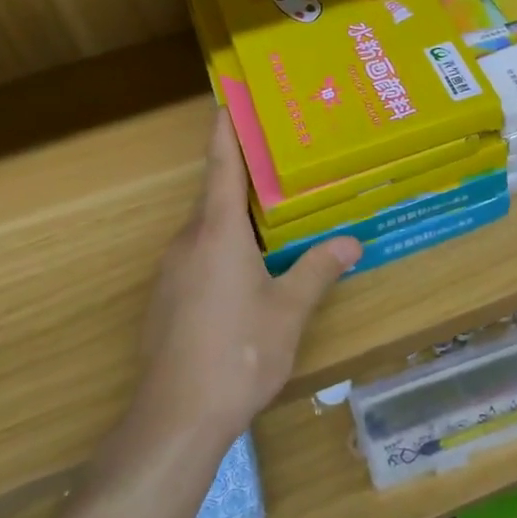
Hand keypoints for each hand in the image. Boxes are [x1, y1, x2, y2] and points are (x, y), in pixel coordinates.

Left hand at [137, 111, 360, 446]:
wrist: (175, 418)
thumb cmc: (239, 353)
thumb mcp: (288, 311)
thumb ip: (317, 270)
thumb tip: (351, 242)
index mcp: (217, 233)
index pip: (222, 167)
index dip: (226, 131)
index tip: (226, 99)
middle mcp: (188, 243)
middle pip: (215, 197)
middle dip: (242, 177)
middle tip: (278, 162)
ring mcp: (170, 273)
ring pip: (206, 231)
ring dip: (234, 219)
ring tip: (271, 217)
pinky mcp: (165, 301)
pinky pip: (198, 258)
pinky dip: (222, 249)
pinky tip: (246, 274)